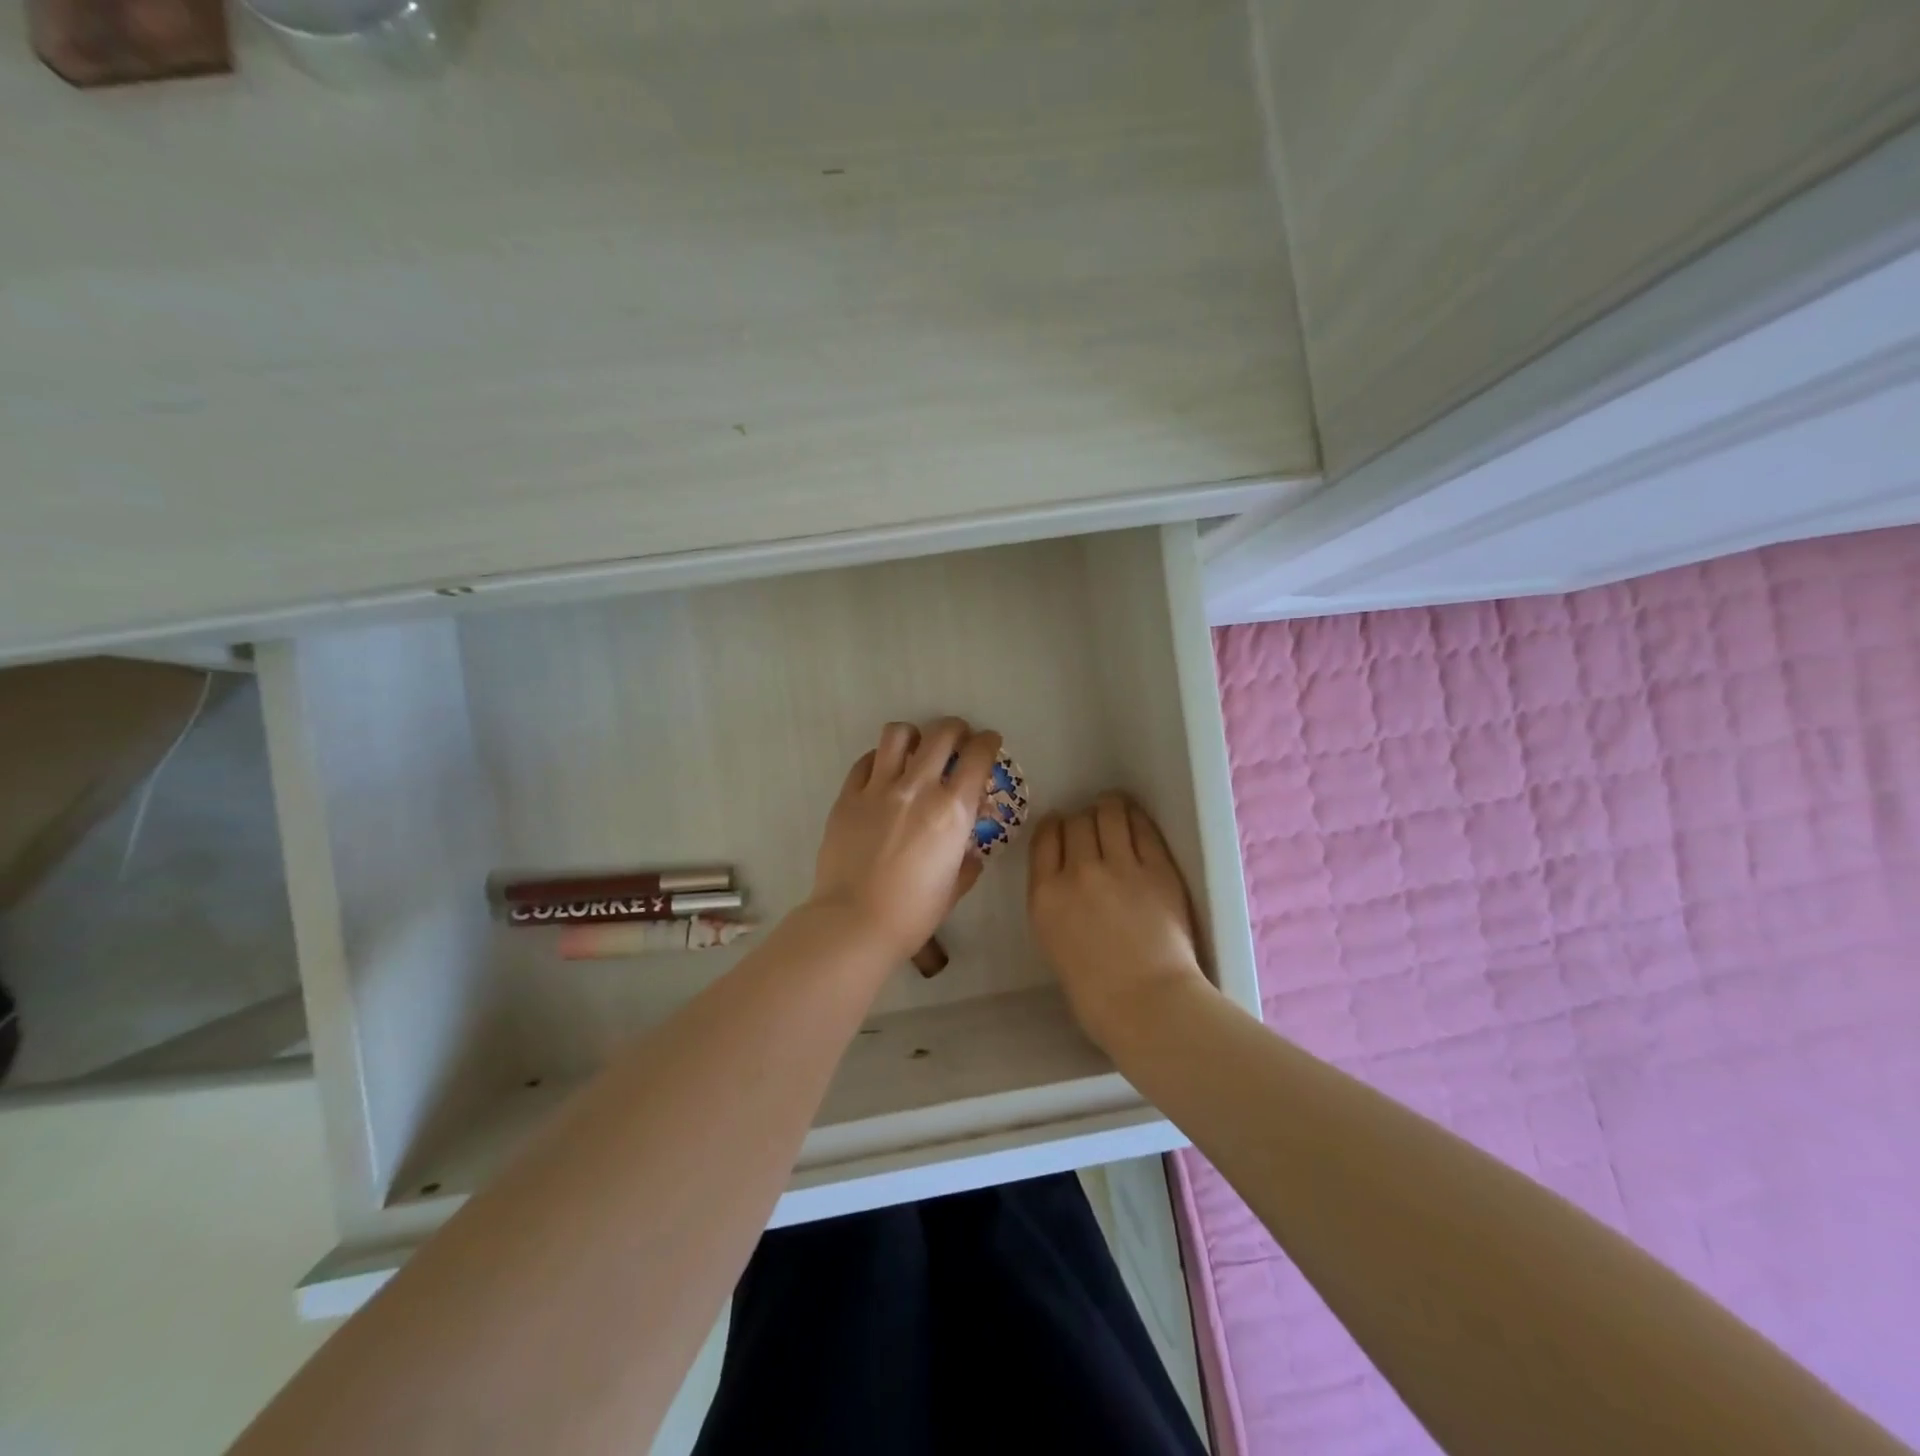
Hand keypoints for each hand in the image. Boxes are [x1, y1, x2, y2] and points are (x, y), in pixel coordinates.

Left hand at [808, 718, 1001, 964]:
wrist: (854, 922)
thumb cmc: (913, 913)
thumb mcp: (954, 886)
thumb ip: (966, 860)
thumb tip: (969, 849)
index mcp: (952, 811)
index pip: (978, 756)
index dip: (988, 742)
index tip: (989, 742)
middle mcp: (918, 789)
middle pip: (941, 733)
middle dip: (956, 728)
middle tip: (957, 738)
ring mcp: (879, 789)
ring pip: (898, 734)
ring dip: (914, 735)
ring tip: (916, 748)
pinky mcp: (848, 796)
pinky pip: (866, 761)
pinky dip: (880, 759)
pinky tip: (883, 773)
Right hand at [1028, 793, 1210, 1048]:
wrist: (1148, 1006)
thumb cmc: (1096, 995)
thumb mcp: (1053, 942)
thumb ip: (1056, 904)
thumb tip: (1069, 881)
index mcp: (1045, 896)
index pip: (1044, 838)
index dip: (1054, 826)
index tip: (1062, 826)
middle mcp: (1077, 872)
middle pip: (1075, 823)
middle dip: (1081, 820)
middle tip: (1092, 826)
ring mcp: (1119, 867)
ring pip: (1108, 814)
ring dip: (1109, 808)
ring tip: (1114, 809)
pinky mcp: (1157, 869)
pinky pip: (1142, 828)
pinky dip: (1135, 818)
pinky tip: (1135, 819)